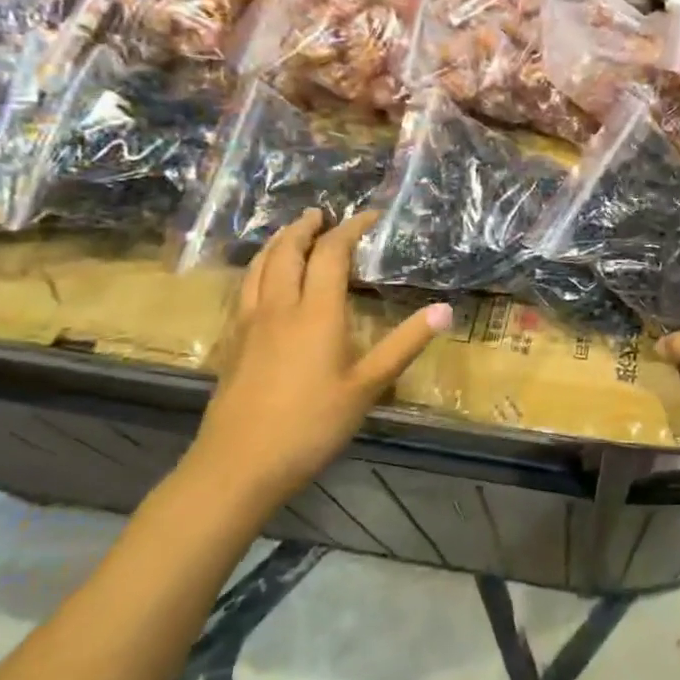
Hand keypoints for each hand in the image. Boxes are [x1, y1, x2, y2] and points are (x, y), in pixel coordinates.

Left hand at [185, 210, 450, 505]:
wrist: (238, 465)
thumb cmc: (311, 425)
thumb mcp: (367, 386)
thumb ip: (404, 344)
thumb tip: (446, 310)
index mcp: (316, 312)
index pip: (331, 253)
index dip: (350, 229)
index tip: (368, 216)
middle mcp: (280, 307)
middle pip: (287, 252)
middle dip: (305, 228)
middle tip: (320, 214)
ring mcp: (250, 324)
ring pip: (259, 267)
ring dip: (277, 243)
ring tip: (290, 234)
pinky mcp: (233, 344)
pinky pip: (244, 290)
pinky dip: (258, 270)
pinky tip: (262, 282)